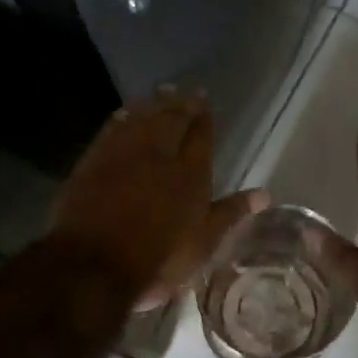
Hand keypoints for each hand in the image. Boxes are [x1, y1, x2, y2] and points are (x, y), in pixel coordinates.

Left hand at [51, 89, 266, 309]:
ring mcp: (123, 155)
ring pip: (142, 118)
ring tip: (161, 93)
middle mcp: (159, 154)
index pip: (201, 135)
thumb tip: (265, 194)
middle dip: (181, 104)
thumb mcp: (203, 243)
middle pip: (172, 119)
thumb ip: (231, 213)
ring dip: (153, 104)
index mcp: (191, 173)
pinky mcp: (93, 161)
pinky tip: (124, 113)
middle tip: (186, 91)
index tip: (205, 102)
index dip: (203, 117)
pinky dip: (122, 117)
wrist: (93, 266)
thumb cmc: (158, 260)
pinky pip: (112, 128)